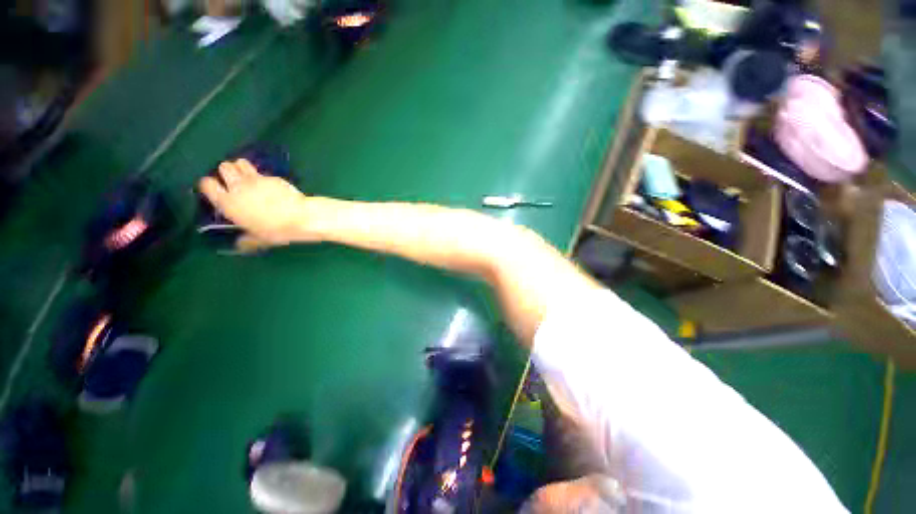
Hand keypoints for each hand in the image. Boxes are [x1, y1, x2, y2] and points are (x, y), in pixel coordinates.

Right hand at [199, 159, 316, 250]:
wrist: (301, 217)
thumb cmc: (277, 230)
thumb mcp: (259, 239)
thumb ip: (246, 240)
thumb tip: (240, 245)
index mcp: (228, 203)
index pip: (206, 185)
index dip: (209, 185)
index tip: (216, 189)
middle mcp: (238, 187)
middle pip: (223, 167)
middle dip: (227, 172)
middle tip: (235, 181)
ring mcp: (255, 179)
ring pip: (240, 162)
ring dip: (241, 167)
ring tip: (248, 177)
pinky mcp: (272, 177)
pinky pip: (261, 172)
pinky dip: (261, 176)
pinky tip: (269, 185)